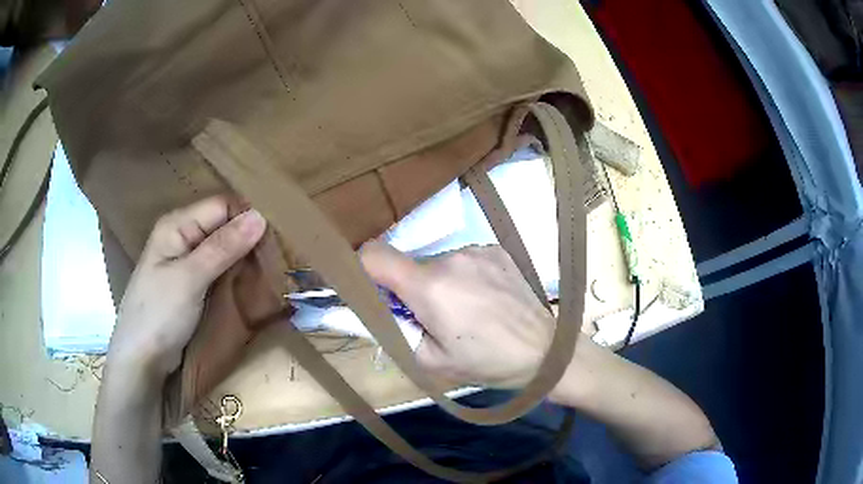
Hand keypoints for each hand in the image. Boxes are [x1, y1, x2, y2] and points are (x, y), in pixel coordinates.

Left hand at [107, 196, 265, 378]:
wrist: (141, 359)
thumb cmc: (158, 315)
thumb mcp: (190, 279)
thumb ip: (223, 247)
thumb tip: (260, 216)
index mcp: (177, 225)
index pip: (221, 206)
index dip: (246, 219)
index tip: (274, 240)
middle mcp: (181, 237)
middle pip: (222, 226)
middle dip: (248, 240)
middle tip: (277, 259)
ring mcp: (186, 262)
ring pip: (223, 250)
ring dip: (243, 260)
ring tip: (271, 272)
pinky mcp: (191, 285)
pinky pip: (218, 270)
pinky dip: (234, 275)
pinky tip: (251, 284)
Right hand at [360, 242, 552, 387]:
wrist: (544, 351)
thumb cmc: (486, 363)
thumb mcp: (429, 361)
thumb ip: (393, 331)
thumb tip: (376, 308)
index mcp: (430, 286)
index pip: (374, 255)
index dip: (363, 269)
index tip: (373, 290)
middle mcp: (451, 257)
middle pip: (409, 264)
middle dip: (410, 288)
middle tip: (432, 317)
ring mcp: (477, 249)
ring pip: (437, 262)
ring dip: (439, 282)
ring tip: (466, 310)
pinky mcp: (496, 249)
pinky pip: (464, 259)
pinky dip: (464, 276)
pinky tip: (485, 299)